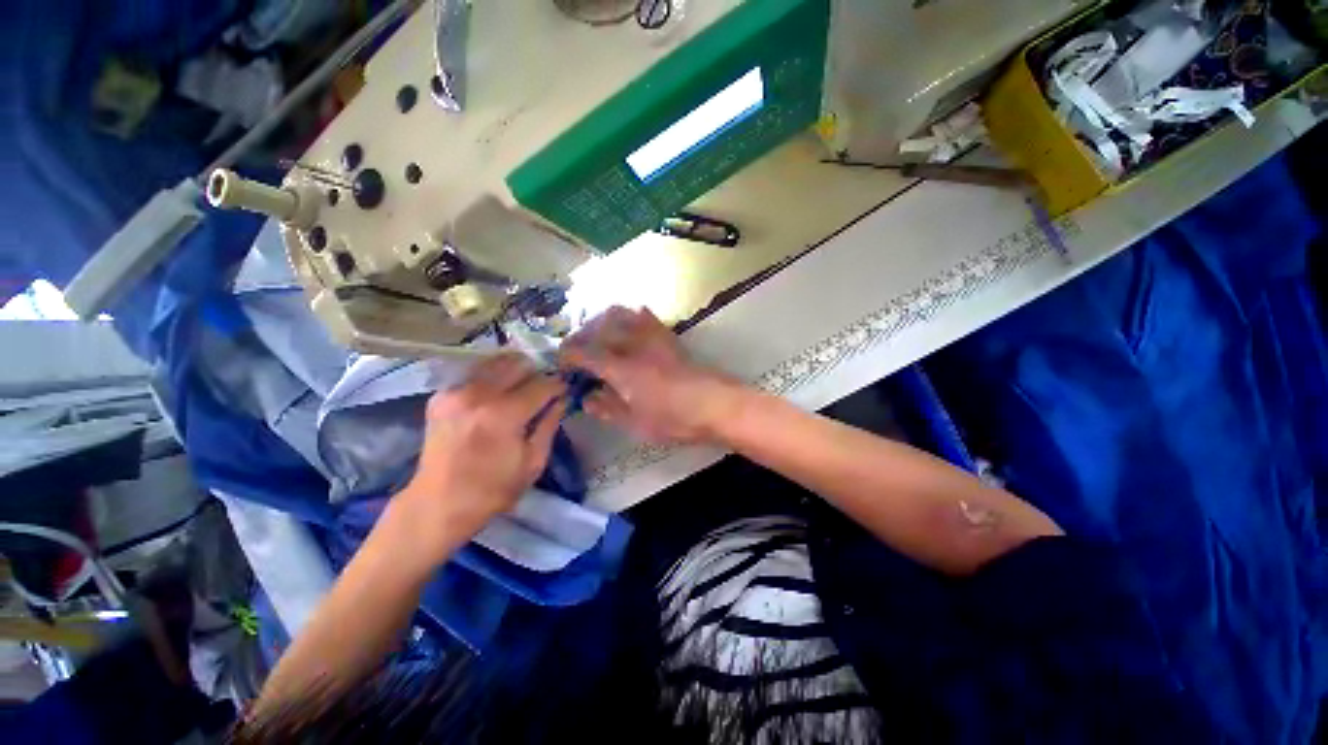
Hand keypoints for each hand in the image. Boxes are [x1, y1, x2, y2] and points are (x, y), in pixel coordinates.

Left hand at [393, 354, 566, 560]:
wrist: (438, 504)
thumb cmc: (493, 489)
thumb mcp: (533, 462)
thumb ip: (550, 424)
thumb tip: (563, 399)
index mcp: (503, 414)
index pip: (541, 384)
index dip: (558, 385)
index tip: (565, 389)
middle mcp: (478, 394)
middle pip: (518, 364)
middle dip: (536, 374)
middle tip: (542, 390)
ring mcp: (455, 391)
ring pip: (495, 362)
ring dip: (514, 371)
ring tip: (520, 389)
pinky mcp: (440, 395)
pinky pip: (475, 373)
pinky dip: (491, 378)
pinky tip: (496, 395)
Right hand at [560, 306, 741, 444]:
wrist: (714, 404)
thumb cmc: (674, 419)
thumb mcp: (636, 423)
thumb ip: (608, 409)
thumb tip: (587, 399)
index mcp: (621, 369)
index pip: (584, 354)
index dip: (568, 356)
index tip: (561, 362)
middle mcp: (633, 346)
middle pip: (599, 328)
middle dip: (582, 335)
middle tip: (578, 350)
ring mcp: (652, 337)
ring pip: (621, 314)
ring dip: (604, 320)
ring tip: (600, 335)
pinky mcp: (668, 337)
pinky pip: (646, 316)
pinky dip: (632, 316)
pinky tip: (631, 327)